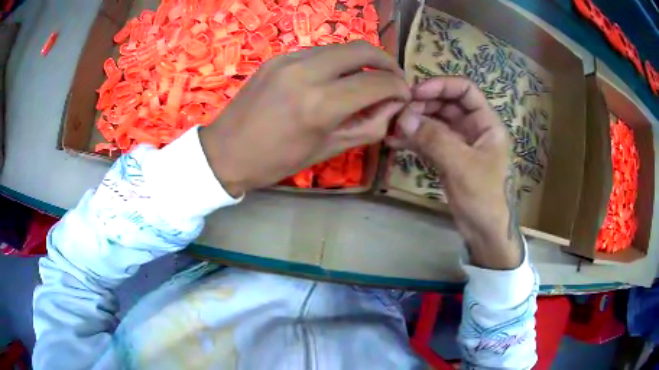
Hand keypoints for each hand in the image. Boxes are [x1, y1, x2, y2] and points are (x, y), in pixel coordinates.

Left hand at [199, 41, 409, 196]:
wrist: (225, 152)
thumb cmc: (276, 161)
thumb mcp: (328, 149)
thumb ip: (368, 125)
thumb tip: (392, 105)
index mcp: (321, 104)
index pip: (377, 82)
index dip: (399, 87)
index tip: (404, 95)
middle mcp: (307, 72)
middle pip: (362, 49)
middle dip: (387, 61)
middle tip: (393, 78)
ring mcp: (289, 59)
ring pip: (340, 47)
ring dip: (361, 60)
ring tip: (367, 78)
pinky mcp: (277, 57)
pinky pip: (317, 52)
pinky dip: (335, 62)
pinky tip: (334, 77)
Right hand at [389, 77, 521, 269]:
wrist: (484, 231)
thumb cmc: (483, 197)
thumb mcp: (462, 166)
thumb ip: (435, 139)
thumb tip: (404, 117)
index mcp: (486, 123)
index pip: (465, 90)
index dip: (441, 85)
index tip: (416, 93)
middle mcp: (473, 128)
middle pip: (446, 104)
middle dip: (423, 105)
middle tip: (399, 112)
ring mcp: (459, 143)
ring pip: (435, 121)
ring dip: (414, 121)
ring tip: (392, 125)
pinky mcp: (447, 157)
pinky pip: (428, 141)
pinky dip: (412, 139)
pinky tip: (394, 141)